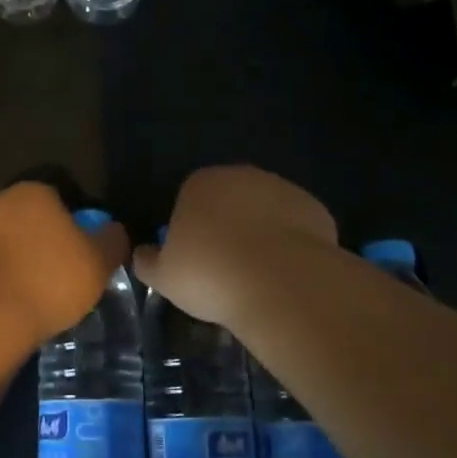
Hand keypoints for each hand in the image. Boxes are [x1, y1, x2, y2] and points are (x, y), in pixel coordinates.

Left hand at [0, 183, 130, 336]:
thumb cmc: (50, 278)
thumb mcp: (99, 261)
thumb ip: (113, 241)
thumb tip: (114, 232)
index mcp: (33, 192)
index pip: (61, 202)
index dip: (77, 229)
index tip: (85, 257)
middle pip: (33, 224)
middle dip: (48, 247)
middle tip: (66, 280)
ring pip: (11, 248)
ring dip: (24, 267)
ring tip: (42, 300)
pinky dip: (4, 285)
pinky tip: (16, 308)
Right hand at [133, 166, 337, 328]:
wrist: (280, 282)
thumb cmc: (211, 274)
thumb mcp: (164, 276)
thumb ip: (148, 261)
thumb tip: (141, 254)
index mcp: (200, 183)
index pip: (189, 198)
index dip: (191, 229)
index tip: (195, 260)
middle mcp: (241, 175)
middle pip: (229, 200)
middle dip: (228, 227)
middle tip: (226, 268)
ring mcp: (282, 189)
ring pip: (264, 211)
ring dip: (261, 234)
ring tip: (259, 275)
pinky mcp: (314, 209)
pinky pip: (296, 226)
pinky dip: (291, 245)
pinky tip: (287, 273)